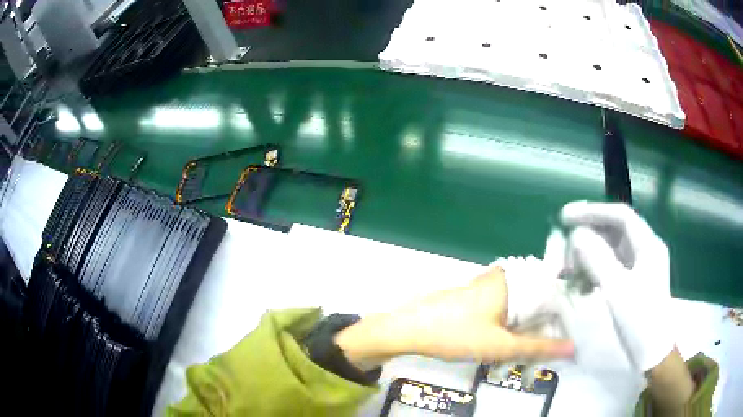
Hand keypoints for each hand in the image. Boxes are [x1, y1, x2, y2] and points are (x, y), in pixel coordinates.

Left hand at [335, 267, 573, 369]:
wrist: (409, 329)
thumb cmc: (456, 334)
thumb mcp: (500, 345)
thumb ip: (537, 346)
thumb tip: (572, 348)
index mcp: (512, 281)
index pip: (551, 290)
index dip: (564, 311)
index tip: (574, 329)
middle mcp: (502, 277)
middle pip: (536, 297)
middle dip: (547, 320)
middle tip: (557, 341)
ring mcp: (487, 285)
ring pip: (521, 303)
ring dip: (530, 322)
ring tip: (541, 342)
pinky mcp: (475, 296)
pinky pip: (505, 306)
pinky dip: (515, 321)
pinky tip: (516, 337)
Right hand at [561, 201, 674, 370]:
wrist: (652, 353)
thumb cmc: (640, 321)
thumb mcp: (618, 290)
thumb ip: (598, 259)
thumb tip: (576, 235)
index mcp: (648, 245)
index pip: (620, 215)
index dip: (593, 211)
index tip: (567, 216)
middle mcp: (645, 249)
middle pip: (616, 230)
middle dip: (590, 233)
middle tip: (565, 242)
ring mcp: (639, 266)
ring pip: (612, 249)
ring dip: (590, 252)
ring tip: (568, 263)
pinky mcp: (633, 282)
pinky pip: (612, 266)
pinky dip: (595, 268)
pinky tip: (581, 278)